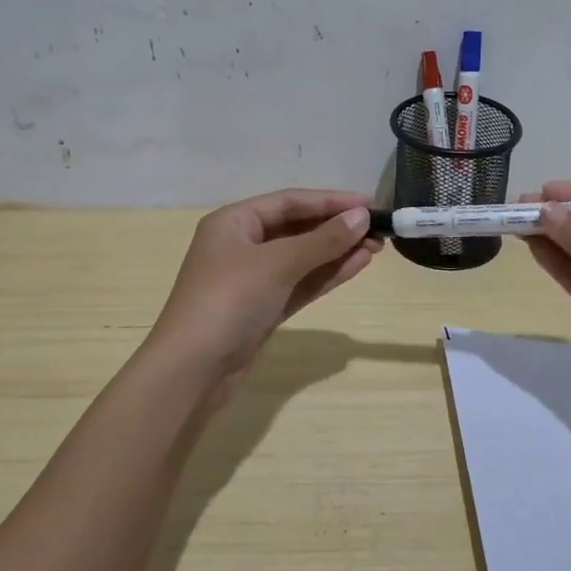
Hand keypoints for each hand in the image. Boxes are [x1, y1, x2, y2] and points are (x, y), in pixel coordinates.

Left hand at [150, 188, 383, 403]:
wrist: (192, 370)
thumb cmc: (229, 301)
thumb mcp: (277, 264)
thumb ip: (322, 240)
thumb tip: (361, 217)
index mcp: (233, 222)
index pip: (289, 201)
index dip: (330, 201)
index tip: (369, 204)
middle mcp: (241, 245)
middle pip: (296, 228)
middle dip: (336, 228)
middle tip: (378, 230)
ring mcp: (251, 280)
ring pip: (301, 258)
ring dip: (336, 252)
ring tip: (375, 248)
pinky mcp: (262, 309)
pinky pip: (299, 283)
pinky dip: (325, 275)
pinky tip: (355, 266)